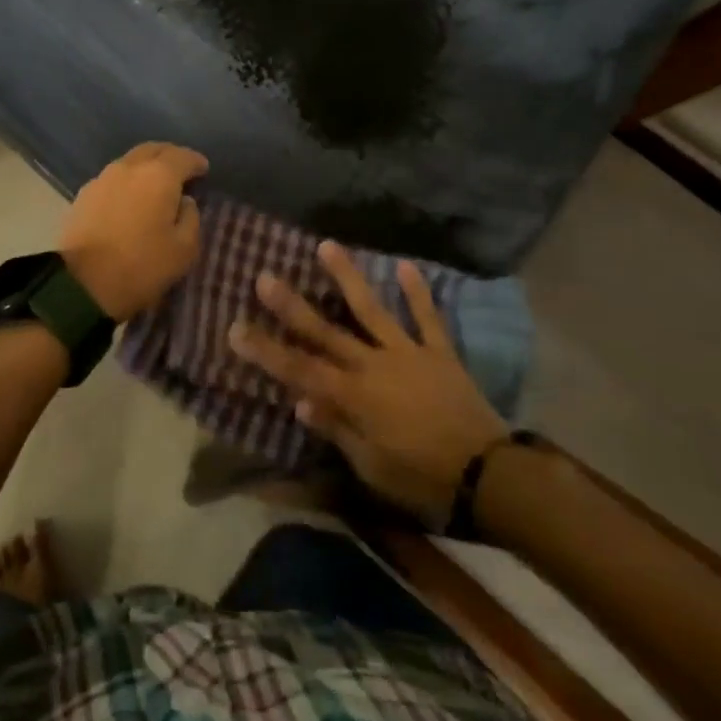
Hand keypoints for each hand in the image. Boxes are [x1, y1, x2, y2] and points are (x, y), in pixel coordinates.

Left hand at [60, 143, 207, 320]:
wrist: (82, 284)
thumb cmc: (141, 266)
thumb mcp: (184, 249)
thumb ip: (190, 218)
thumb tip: (184, 202)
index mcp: (159, 176)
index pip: (183, 157)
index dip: (196, 162)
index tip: (204, 170)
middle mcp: (129, 168)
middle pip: (153, 150)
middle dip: (170, 157)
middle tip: (180, 171)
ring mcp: (102, 179)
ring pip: (130, 162)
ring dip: (146, 168)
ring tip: (155, 186)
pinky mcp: (83, 195)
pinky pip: (112, 179)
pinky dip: (127, 182)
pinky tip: (130, 199)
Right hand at [230, 242, 508, 528]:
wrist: (486, 474)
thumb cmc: (420, 476)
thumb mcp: (370, 465)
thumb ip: (336, 428)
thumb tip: (299, 401)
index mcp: (353, 395)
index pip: (298, 369)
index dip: (265, 350)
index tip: (235, 329)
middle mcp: (373, 364)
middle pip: (325, 331)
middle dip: (291, 305)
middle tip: (264, 276)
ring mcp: (407, 353)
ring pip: (371, 309)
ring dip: (347, 277)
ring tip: (327, 245)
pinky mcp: (438, 352)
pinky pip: (427, 319)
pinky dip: (417, 293)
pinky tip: (406, 265)